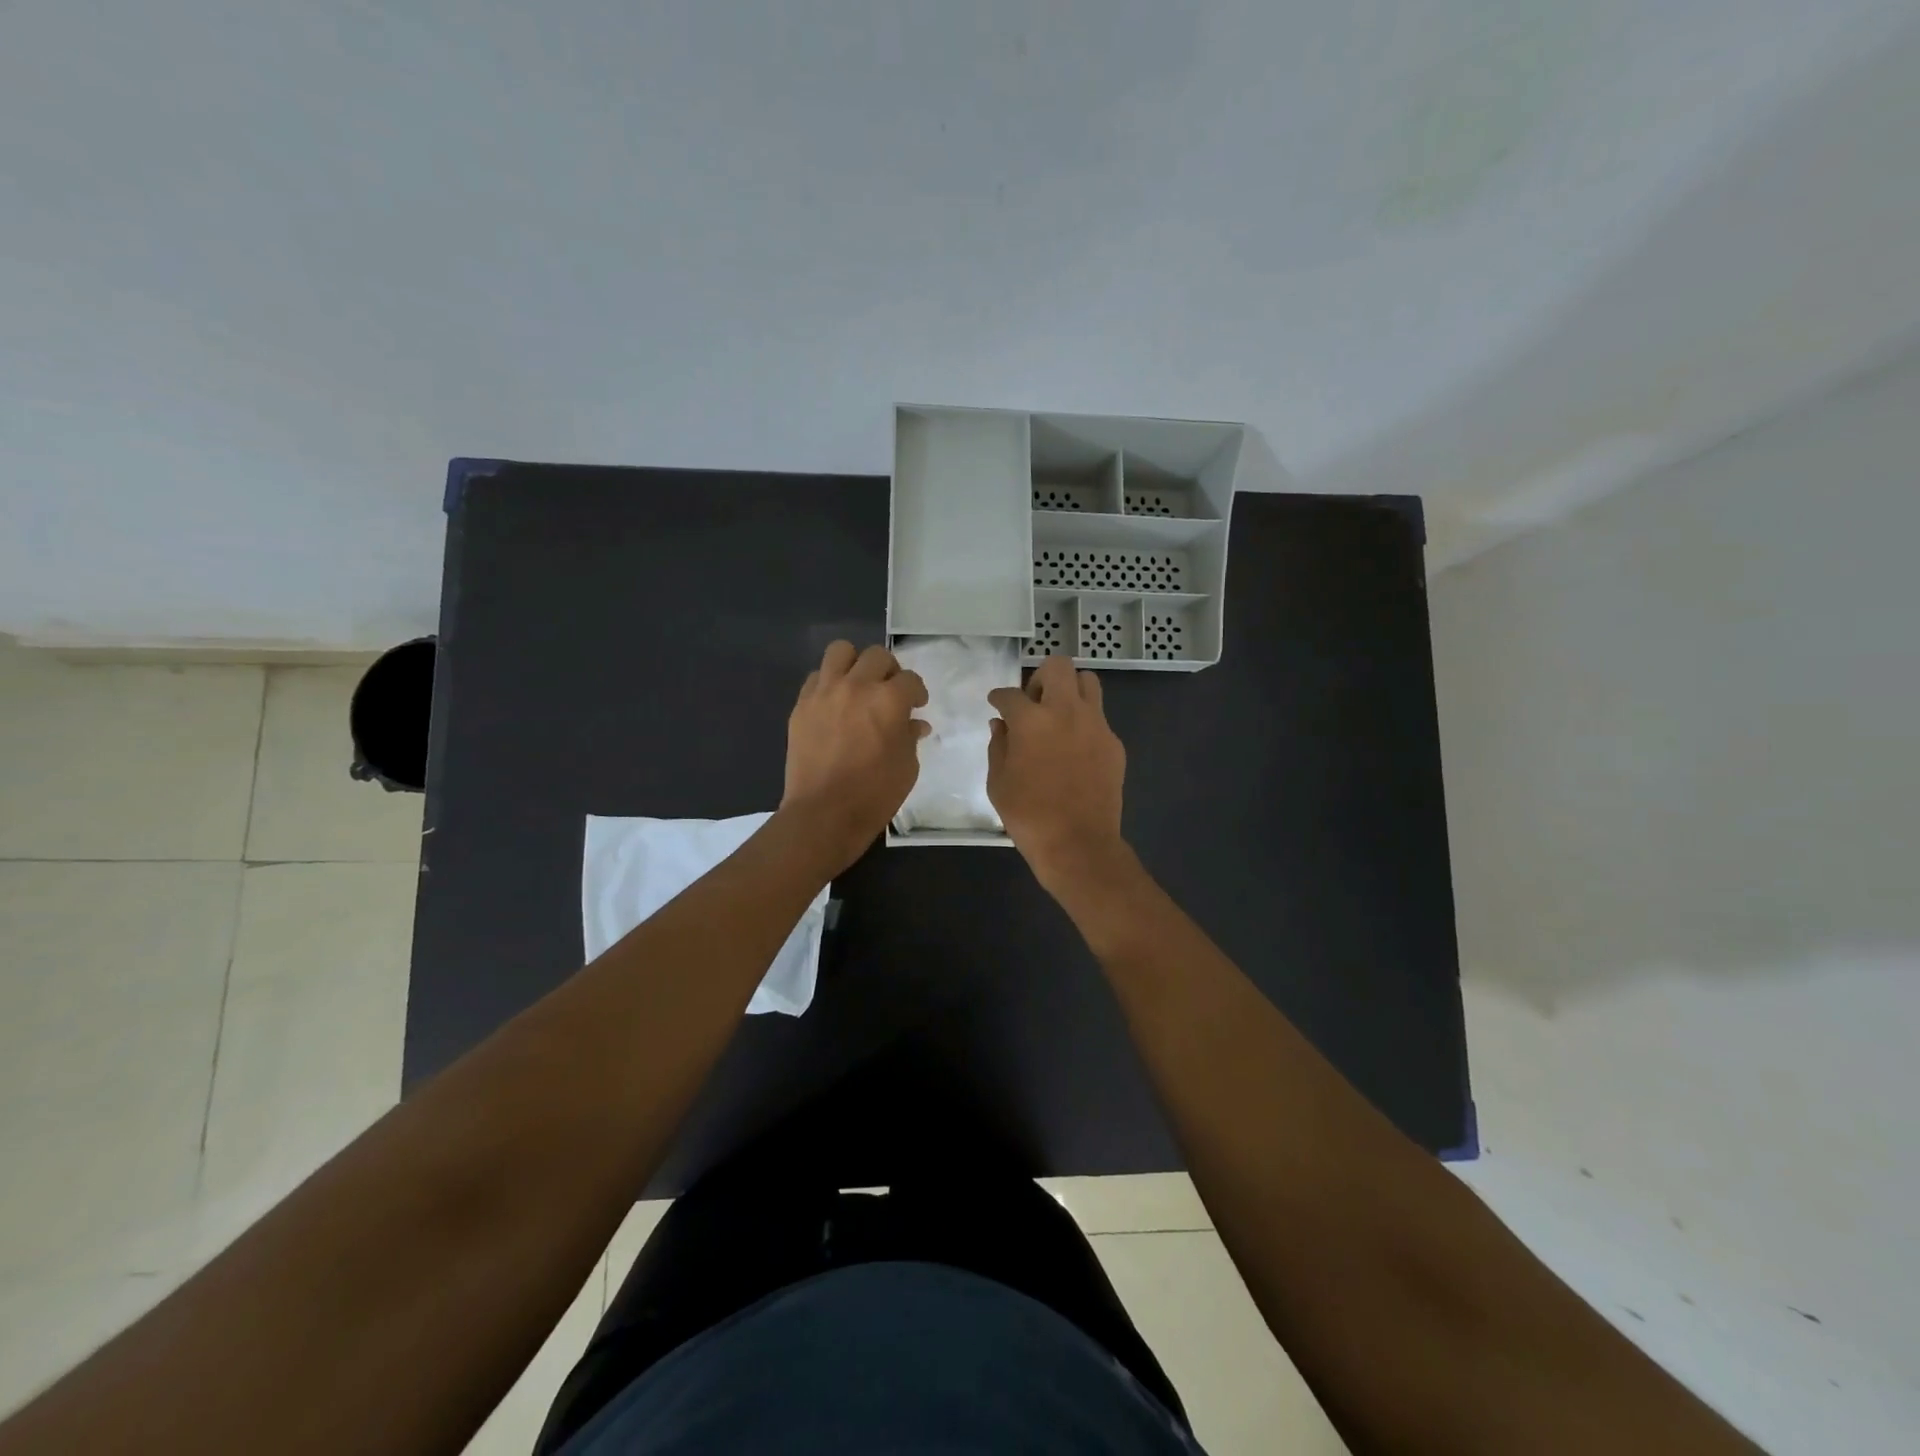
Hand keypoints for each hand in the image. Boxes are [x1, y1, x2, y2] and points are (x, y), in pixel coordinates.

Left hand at [779, 641, 929, 874]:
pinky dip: (828, 683)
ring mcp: (824, 692)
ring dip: (855, 664)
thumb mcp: (907, 767)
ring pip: (840, 651)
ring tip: (859, 684)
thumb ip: (910, 737)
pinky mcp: (802, 705)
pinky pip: (815, 677)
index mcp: (888, 700)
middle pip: (877, 656)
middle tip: (890, 692)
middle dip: (890, 671)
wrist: (823, 813)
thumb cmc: (874, 794)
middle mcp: (856, 686)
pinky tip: (835, 704)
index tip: (917, 706)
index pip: (910, 680)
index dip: (917, 692)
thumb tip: (914, 724)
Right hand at [987, 654, 1127, 892]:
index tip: (996, 703)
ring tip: (1058, 715)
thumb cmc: (1029, 815)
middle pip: (1058, 666)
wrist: (1078, 844)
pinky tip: (1074, 748)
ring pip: (1088, 682)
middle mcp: (1066, 711)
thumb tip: (1001, 725)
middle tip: (1032, 701)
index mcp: (1031, 720)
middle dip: (1040, 677)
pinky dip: (1084, 722)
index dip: (999, 697)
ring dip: (1070, 690)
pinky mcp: (1114, 743)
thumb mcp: (998, 782)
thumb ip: (998, 746)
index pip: (1010, 694)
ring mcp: (1096, 725)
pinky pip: (1099, 717)